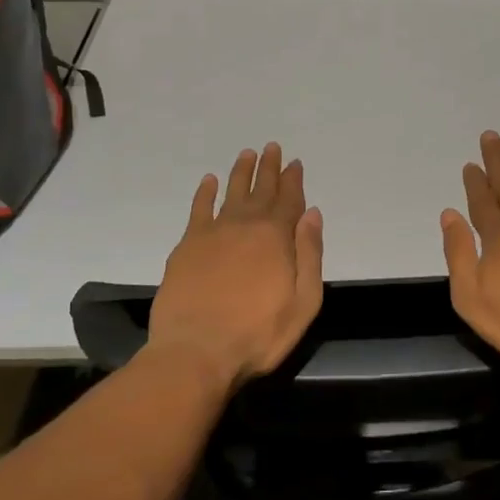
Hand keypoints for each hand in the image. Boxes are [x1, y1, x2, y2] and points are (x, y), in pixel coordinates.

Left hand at [145, 143, 324, 392]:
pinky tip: (209, 181)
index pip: (289, 200)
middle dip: (269, 168)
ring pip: (231, 192)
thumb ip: (310, 255)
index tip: (295, 162)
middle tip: (272, 147)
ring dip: (241, 172)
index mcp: (276, 237)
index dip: (293, 180)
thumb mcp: (304, 302)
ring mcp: (214, 233)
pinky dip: (205, 193)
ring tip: (247, 154)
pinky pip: (199, 209)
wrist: (196, 351)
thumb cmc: (258, 334)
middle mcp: (246, 225)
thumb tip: (312, 214)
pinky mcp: (187, 245)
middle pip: (261, 190)